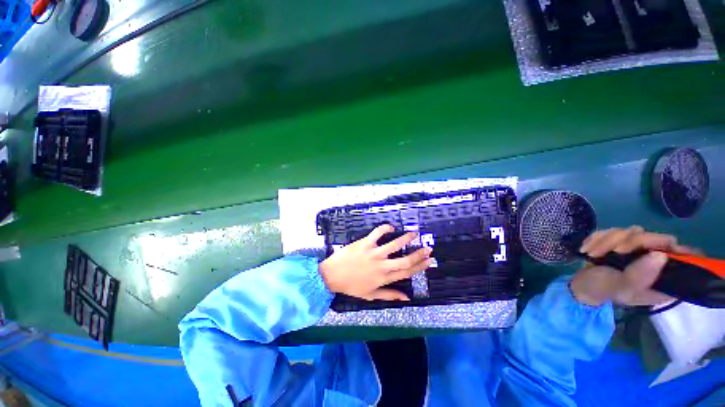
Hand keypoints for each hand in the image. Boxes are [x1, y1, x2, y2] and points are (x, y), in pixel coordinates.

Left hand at [318, 224, 434, 300]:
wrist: (332, 276)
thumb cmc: (351, 285)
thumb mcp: (370, 295)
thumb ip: (389, 295)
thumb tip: (407, 298)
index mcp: (384, 278)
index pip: (406, 273)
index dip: (419, 267)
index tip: (429, 261)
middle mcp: (382, 266)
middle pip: (405, 260)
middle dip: (418, 254)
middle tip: (428, 248)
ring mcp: (374, 253)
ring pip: (394, 245)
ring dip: (406, 238)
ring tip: (415, 233)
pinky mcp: (365, 243)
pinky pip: (377, 233)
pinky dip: (385, 228)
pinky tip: (391, 227)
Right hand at [570, 226, 700, 306]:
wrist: (581, 285)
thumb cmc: (603, 290)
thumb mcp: (621, 287)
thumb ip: (639, 275)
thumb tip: (660, 255)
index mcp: (663, 278)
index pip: (683, 257)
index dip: (673, 249)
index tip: (653, 250)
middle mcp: (656, 262)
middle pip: (654, 238)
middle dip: (630, 242)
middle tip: (614, 251)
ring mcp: (638, 250)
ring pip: (631, 231)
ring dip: (607, 240)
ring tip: (594, 254)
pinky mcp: (622, 243)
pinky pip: (614, 230)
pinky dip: (598, 238)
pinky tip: (588, 249)